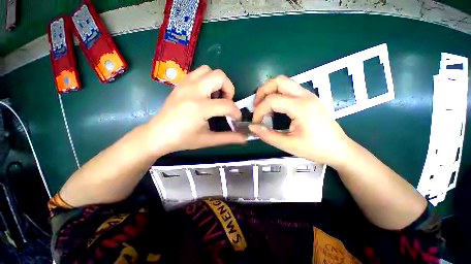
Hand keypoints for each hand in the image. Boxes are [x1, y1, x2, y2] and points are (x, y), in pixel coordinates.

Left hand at [146, 66, 245, 153]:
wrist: (157, 135)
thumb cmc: (183, 140)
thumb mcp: (208, 140)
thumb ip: (229, 138)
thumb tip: (246, 138)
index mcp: (200, 108)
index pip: (227, 104)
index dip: (236, 112)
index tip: (236, 118)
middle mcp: (193, 91)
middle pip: (219, 76)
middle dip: (229, 88)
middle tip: (226, 102)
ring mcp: (185, 85)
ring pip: (208, 70)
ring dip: (217, 82)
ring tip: (215, 97)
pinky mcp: (180, 84)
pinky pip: (197, 73)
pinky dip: (206, 80)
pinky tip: (204, 94)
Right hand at [250, 76, 350, 166]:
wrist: (339, 149)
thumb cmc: (315, 149)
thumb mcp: (288, 145)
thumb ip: (267, 135)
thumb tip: (252, 127)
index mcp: (302, 108)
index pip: (272, 100)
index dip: (259, 110)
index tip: (256, 122)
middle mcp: (305, 96)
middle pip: (278, 81)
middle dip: (262, 91)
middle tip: (256, 106)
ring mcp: (308, 95)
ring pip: (284, 82)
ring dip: (269, 91)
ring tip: (263, 105)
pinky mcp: (309, 98)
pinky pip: (289, 89)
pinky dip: (277, 94)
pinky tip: (274, 107)